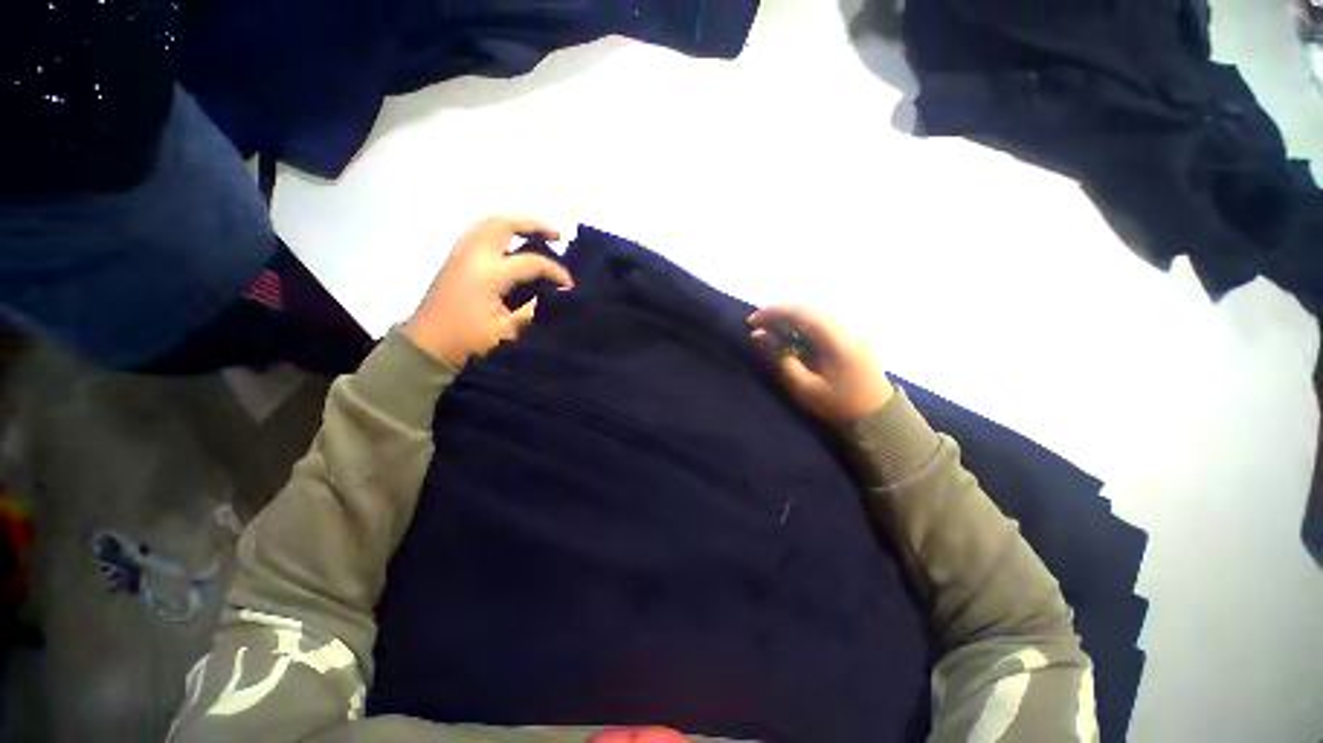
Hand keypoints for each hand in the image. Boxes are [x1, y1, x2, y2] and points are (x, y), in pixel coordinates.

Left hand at [405, 216, 572, 366]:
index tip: (569, 286)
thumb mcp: (506, 329)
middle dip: (533, 224)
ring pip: (488, 224)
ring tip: (535, 236)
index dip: (555, 271)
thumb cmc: (467, 340)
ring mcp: (460, 254)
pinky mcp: (454, 260)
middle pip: (504, 224)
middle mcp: (473, 254)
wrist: (427, 347)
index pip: (531, 261)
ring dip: (515, 225)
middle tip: (556, 235)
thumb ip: (534, 308)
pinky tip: (512, 245)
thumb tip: (558, 294)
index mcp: (488, 272)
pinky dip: (500, 232)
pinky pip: (479, 233)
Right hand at [748, 306, 893, 424]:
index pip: (802, 314)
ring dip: (790, 313)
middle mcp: (848, 327)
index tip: (752, 321)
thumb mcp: (804, 388)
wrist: (877, 414)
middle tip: (758, 323)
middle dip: (779, 311)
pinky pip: (823, 316)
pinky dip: (803, 318)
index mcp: (838, 341)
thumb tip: (758, 336)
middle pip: (808, 307)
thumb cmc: (837, 404)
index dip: (774, 312)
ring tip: (770, 325)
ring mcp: (853, 327)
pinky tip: (791, 328)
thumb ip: (781, 359)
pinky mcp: (853, 331)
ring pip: (816, 309)